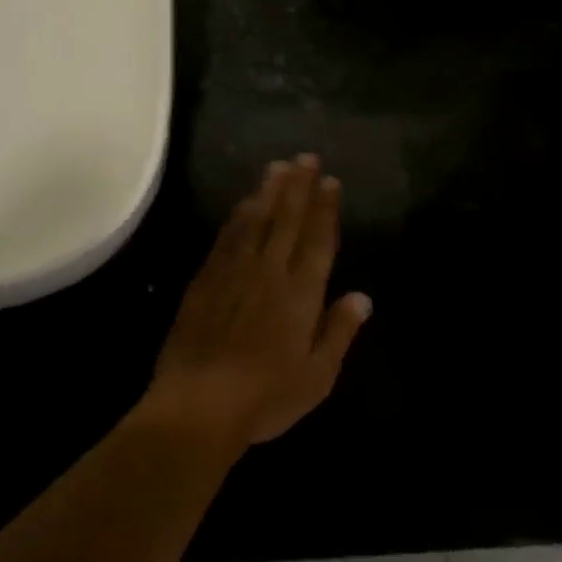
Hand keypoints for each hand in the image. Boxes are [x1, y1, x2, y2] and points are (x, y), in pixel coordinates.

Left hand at [143, 155, 371, 449]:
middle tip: (306, 156)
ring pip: (256, 219)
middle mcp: (270, 271)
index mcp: (301, 293)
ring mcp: (235, 271)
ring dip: (269, 191)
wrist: (199, 404)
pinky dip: (239, 215)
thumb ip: (339, 331)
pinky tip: (244, 203)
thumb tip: (362, 296)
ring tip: (278, 166)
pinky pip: (227, 236)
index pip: (317, 240)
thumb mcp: (317, 376)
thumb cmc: (266, 397)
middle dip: (299, 186)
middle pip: (287, 219)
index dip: (325, 208)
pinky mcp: (206, 278)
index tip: (330, 180)